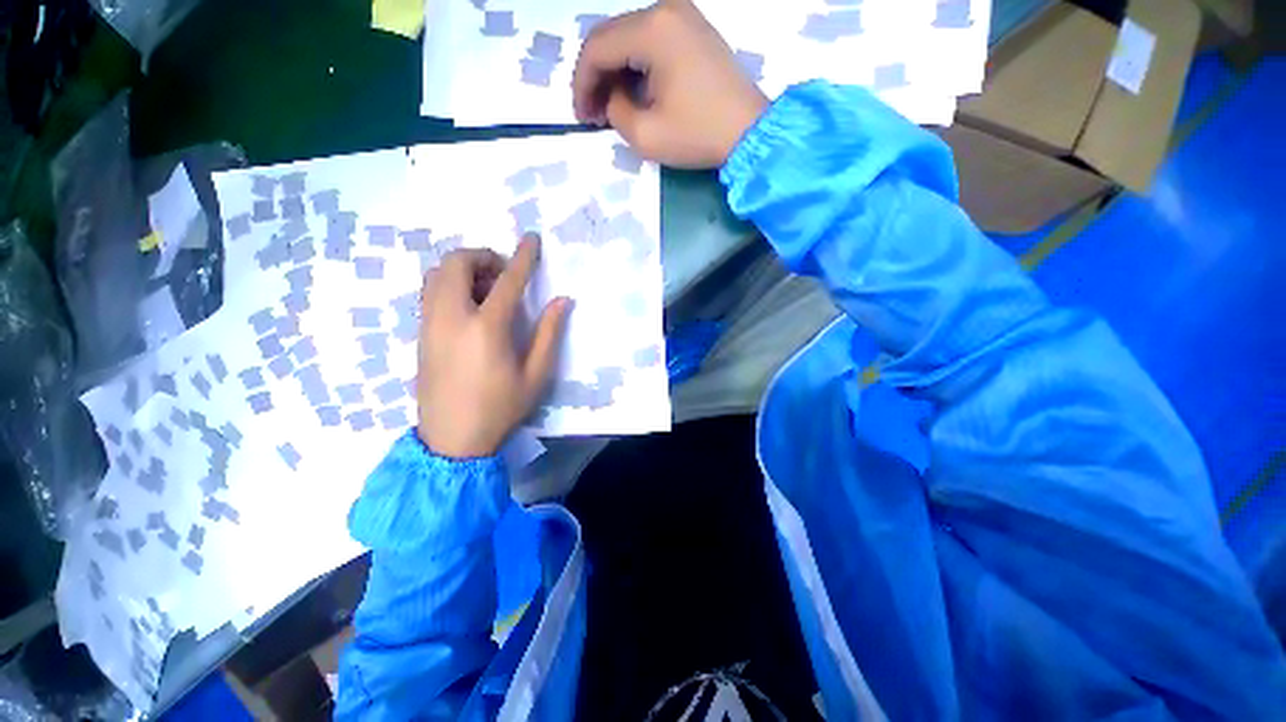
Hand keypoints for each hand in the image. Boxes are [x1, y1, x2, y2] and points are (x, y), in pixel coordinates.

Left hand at [417, 236, 570, 458]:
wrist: (451, 440)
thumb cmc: (500, 408)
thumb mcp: (536, 375)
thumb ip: (549, 333)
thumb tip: (562, 300)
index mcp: (486, 328)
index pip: (507, 280)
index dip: (523, 257)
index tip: (532, 239)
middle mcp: (452, 318)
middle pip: (457, 264)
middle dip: (483, 257)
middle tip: (505, 274)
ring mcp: (430, 325)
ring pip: (437, 275)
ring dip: (463, 269)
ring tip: (487, 290)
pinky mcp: (421, 334)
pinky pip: (430, 293)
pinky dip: (450, 285)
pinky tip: (470, 307)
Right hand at [572, 0, 768, 168]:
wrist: (750, 132)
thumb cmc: (698, 135)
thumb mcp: (645, 135)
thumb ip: (615, 111)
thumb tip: (612, 97)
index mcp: (653, 30)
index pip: (596, 48)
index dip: (581, 84)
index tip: (581, 117)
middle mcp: (666, 10)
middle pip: (611, 36)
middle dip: (596, 77)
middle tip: (593, 114)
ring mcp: (683, 16)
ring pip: (629, 38)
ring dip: (614, 72)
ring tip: (612, 108)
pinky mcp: (693, 30)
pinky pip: (651, 42)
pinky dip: (635, 66)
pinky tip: (633, 92)